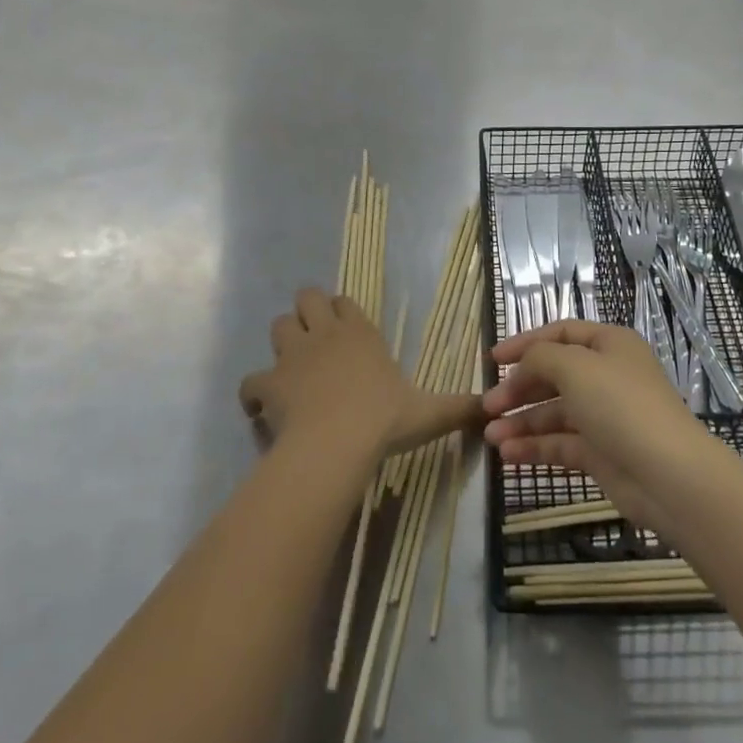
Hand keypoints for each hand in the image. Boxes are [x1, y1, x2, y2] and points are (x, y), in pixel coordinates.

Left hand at [238, 288, 480, 462]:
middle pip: (306, 298)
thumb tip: (492, 408)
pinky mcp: (269, 383)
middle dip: (307, 313)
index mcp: (360, 332)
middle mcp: (325, 334)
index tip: (345, 329)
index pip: (344, 302)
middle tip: (315, 341)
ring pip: (278, 326)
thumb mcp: (429, 412)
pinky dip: (254, 391)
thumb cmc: (384, 420)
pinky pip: (251, 380)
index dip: (341, 312)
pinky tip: (261, 406)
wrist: (337, 443)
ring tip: (292, 367)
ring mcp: (293, 355)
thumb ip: (458, 407)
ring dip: (283, 343)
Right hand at [483, 320, 722, 530]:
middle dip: (518, 389)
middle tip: (487, 405)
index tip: (492, 359)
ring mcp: (604, 416)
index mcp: (609, 345)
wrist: (668, 476)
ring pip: (554, 413)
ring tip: (490, 436)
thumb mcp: (575, 367)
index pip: (560, 334)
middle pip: (554, 375)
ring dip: (521, 422)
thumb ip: (540, 357)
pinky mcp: (601, 453)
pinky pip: (560, 443)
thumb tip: (524, 364)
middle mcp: (607, 376)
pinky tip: (508, 454)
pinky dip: (534, 447)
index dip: (525, 343)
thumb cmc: (620, 406)